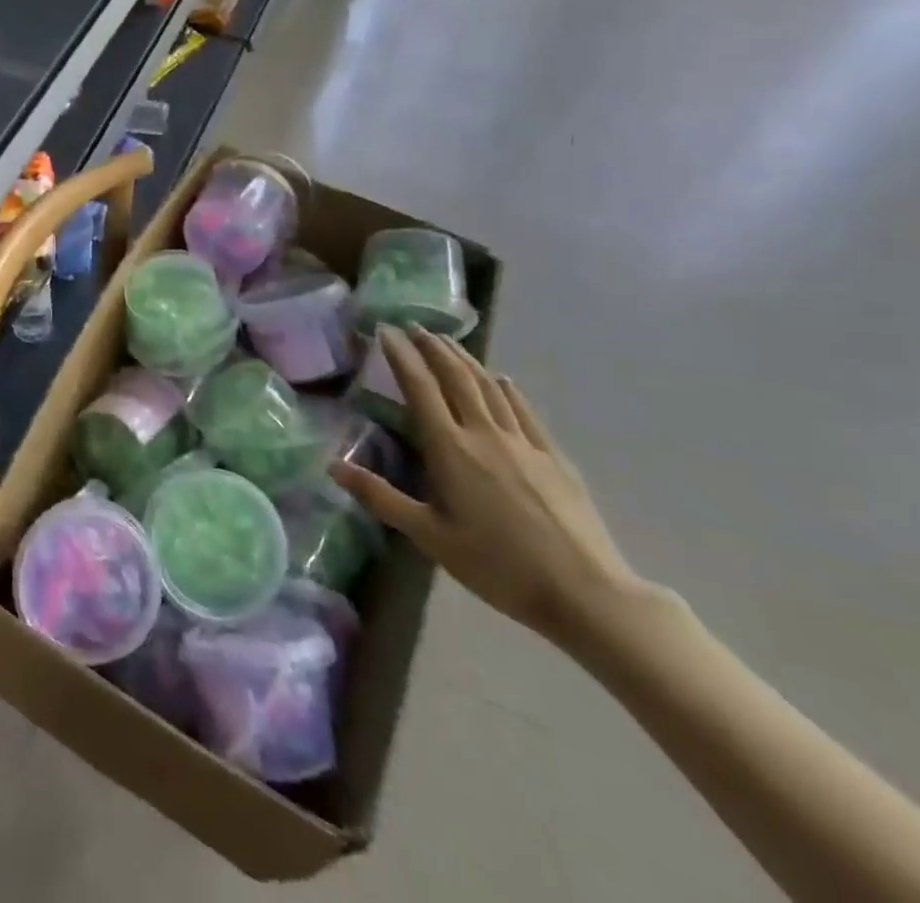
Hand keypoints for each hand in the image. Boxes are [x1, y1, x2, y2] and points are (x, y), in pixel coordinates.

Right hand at [334, 327, 643, 648]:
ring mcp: (523, 441)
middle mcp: (484, 433)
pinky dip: (507, 388)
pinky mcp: (553, 456)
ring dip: (465, 359)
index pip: (420, 388)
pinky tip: (502, 380)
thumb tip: (332, 466)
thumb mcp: (430, 537)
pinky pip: (524, 409)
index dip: (401, 356)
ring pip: (489, 386)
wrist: (586, 592)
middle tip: (414, 327)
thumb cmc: (497, 566)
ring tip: (448, 342)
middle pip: (455, 377)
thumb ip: (381, 497)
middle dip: (432, 348)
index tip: (386, 331)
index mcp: (450, 449)